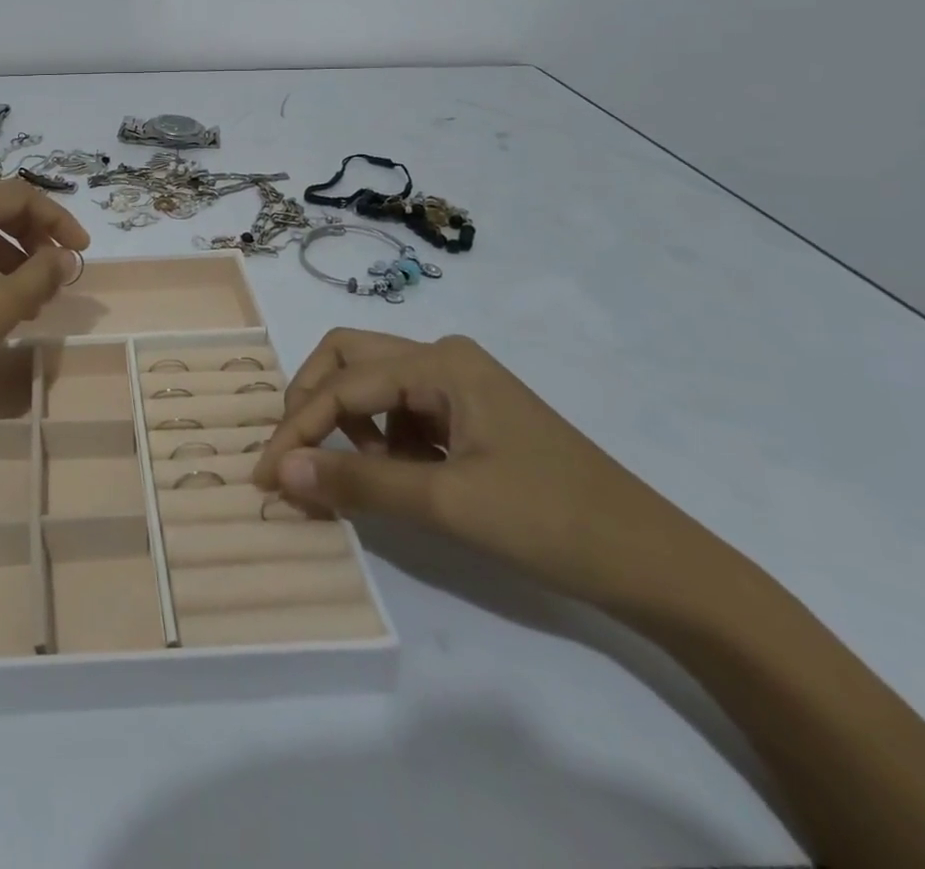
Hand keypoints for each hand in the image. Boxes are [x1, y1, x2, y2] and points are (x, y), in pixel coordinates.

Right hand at [252, 330, 707, 610]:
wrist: (659, 566)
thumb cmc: (552, 522)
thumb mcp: (447, 503)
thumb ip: (358, 481)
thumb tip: (280, 469)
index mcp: (440, 362)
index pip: (343, 385)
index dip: (297, 427)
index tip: (265, 475)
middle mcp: (444, 358)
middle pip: (349, 359)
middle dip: (313, 403)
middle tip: (297, 454)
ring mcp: (461, 385)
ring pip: (374, 386)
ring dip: (349, 425)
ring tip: (361, 478)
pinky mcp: (471, 415)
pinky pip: (403, 412)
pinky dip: (382, 441)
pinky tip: (401, 479)